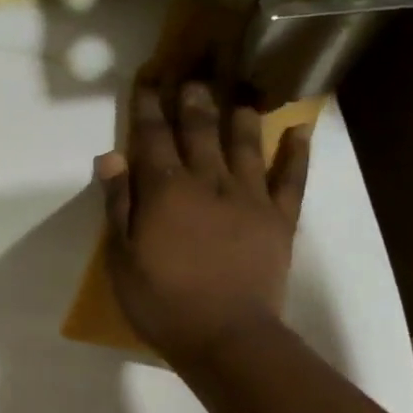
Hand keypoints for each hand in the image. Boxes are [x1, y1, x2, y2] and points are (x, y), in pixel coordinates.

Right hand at [95, 79, 310, 372]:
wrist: (226, 337)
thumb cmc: (162, 302)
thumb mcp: (122, 258)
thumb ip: (118, 205)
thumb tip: (112, 157)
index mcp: (166, 191)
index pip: (154, 138)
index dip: (148, 107)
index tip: (148, 80)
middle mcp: (209, 182)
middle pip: (200, 131)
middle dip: (193, 100)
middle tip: (193, 75)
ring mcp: (250, 198)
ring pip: (246, 144)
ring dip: (241, 114)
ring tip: (241, 92)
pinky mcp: (280, 219)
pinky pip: (291, 179)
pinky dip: (296, 153)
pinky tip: (300, 131)